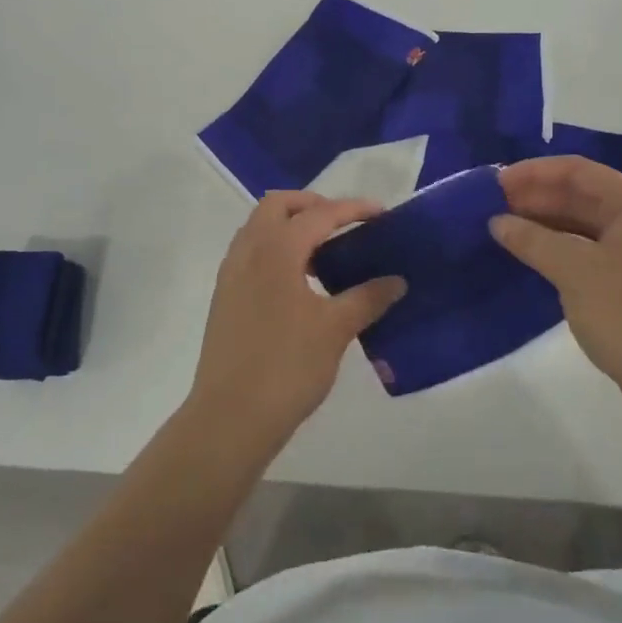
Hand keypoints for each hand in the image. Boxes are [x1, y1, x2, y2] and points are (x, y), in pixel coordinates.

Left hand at [188, 192, 405, 457]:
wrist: (230, 417)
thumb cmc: (287, 367)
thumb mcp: (335, 330)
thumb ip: (367, 298)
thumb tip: (396, 280)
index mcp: (275, 250)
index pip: (318, 214)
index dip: (352, 209)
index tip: (382, 213)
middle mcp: (248, 251)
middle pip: (277, 206)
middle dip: (312, 205)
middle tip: (344, 224)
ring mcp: (231, 273)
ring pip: (259, 228)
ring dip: (290, 226)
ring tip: (325, 252)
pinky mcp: (225, 296)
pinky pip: (251, 253)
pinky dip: (276, 250)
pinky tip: (299, 281)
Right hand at [492, 157, 621, 434]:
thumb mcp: (575, 272)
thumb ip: (532, 240)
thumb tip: (498, 221)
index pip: (577, 171)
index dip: (533, 173)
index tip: (494, 183)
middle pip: (580, 195)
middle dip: (535, 197)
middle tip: (491, 206)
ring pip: (582, 224)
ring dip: (543, 223)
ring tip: (502, 229)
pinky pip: (587, 251)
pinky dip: (557, 248)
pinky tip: (529, 256)